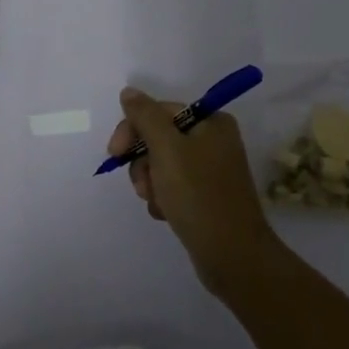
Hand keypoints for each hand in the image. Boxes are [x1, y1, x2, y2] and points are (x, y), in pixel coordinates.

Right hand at [109, 87, 278, 293]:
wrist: (232, 257)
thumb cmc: (199, 195)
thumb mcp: (167, 149)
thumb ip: (145, 116)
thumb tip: (128, 92)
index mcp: (212, 122)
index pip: (159, 112)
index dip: (133, 129)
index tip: (115, 153)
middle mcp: (214, 141)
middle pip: (159, 138)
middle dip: (143, 162)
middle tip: (143, 185)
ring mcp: (210, 170)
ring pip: (161, 165)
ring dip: (150, 183)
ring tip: (158, 203)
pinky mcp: (205, 197)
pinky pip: (172, 187)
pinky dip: (163, 198)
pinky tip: (166, 214)